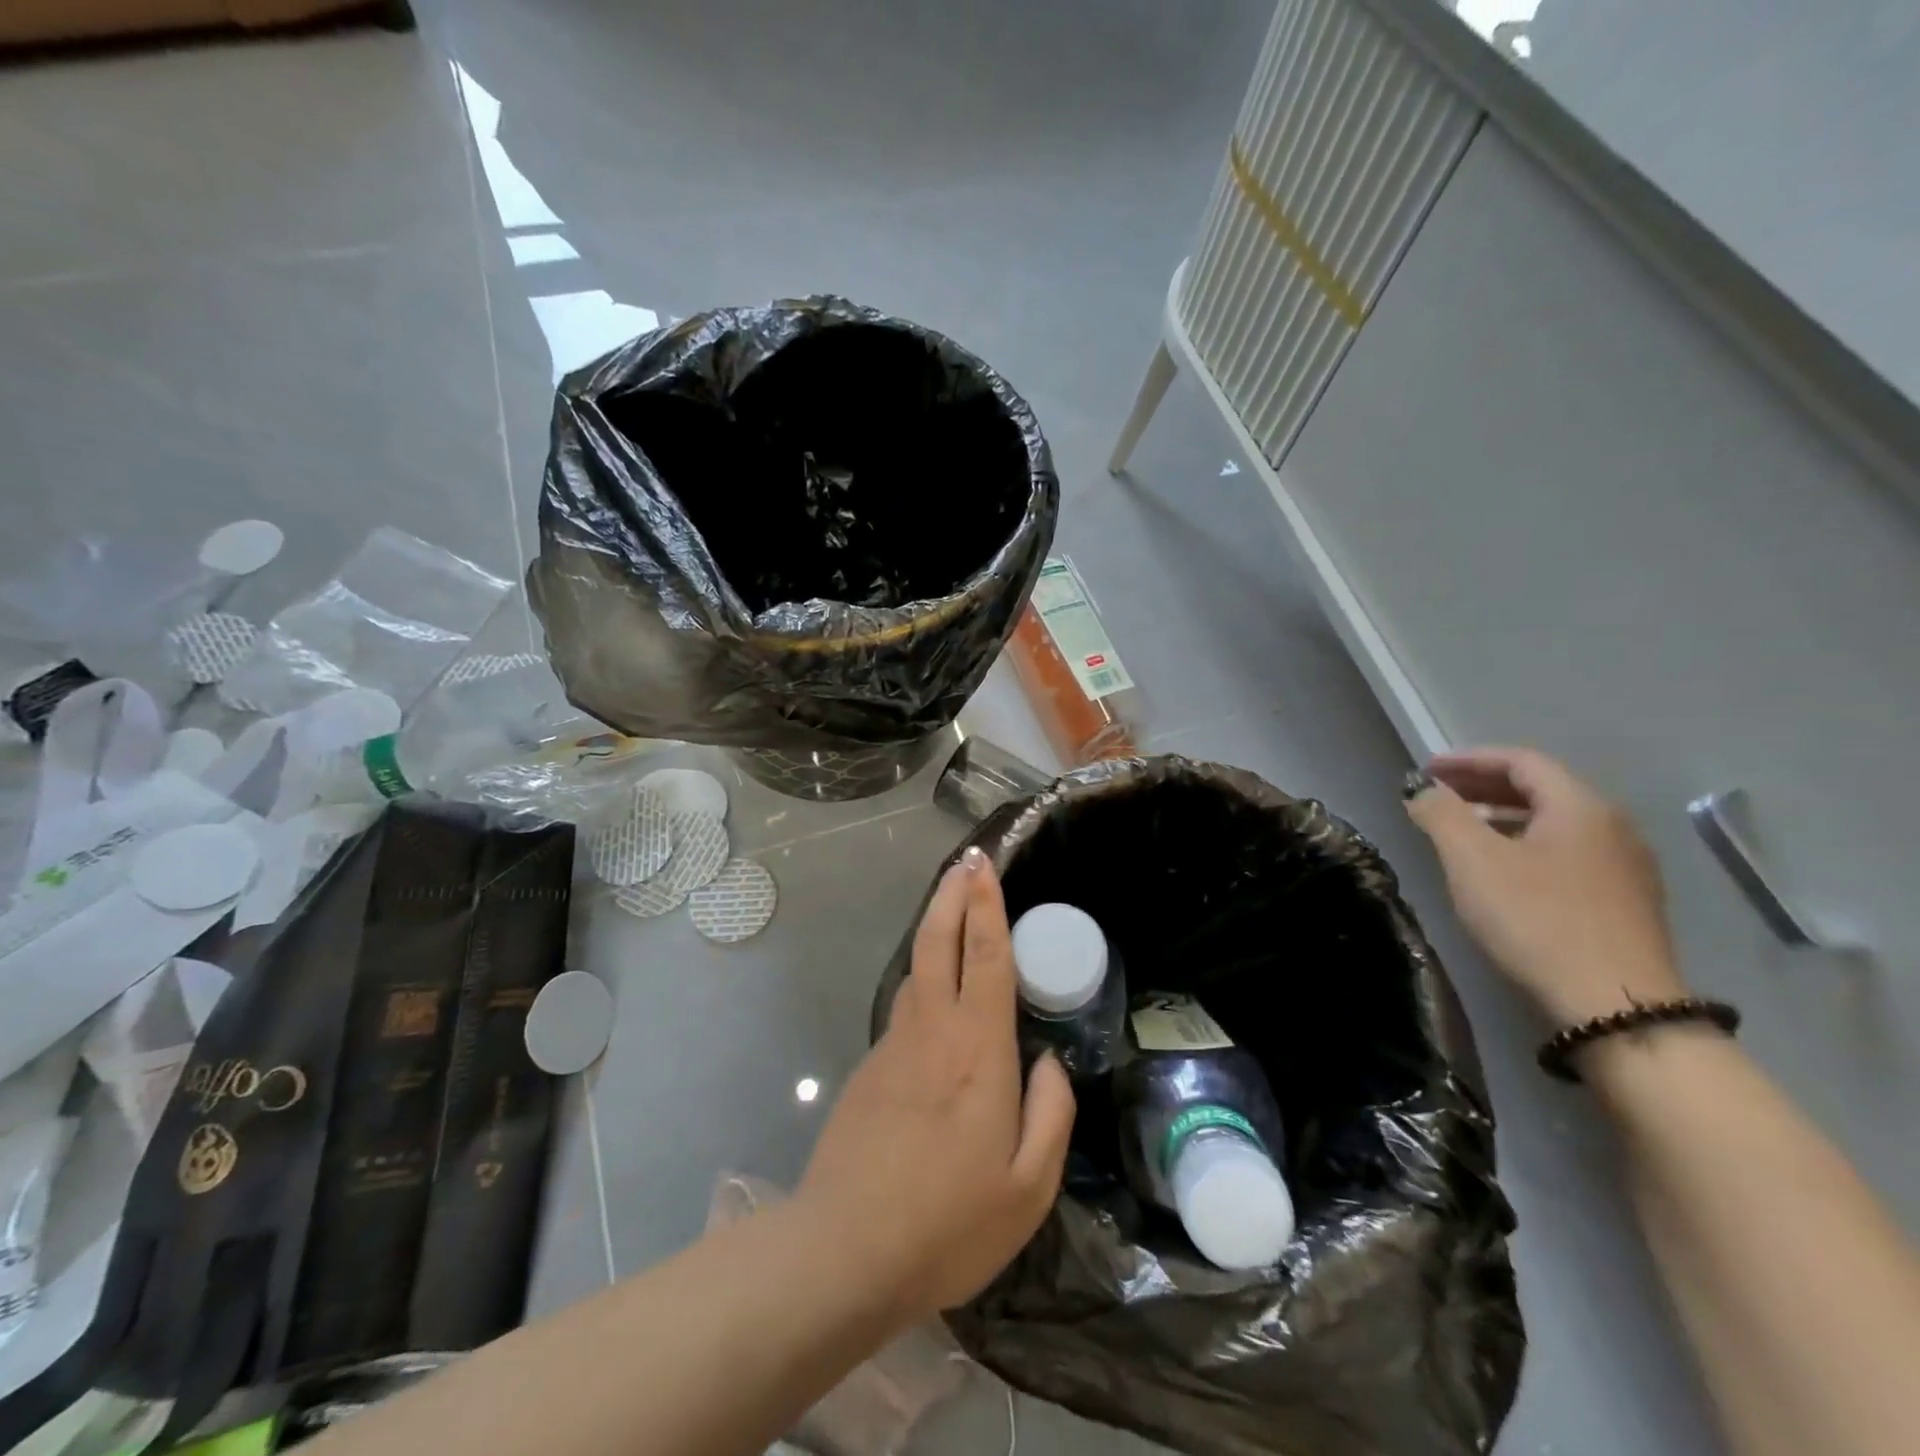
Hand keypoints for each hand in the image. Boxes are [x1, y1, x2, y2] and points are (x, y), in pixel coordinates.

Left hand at [799, 847, 1075, 1324]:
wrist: (845, 1251)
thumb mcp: (1028, 1188)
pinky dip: (922, 977)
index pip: (986, 958)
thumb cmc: (949, 1223)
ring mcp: (894, 1046)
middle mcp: (933, 1032)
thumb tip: (1048, 1061)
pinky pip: (905, 1006)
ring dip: (934, 929)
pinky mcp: (870, 1068)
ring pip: (917, 969)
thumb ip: (1050, 1114)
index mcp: (978, 1051)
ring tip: (951, 907)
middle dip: (953, 895)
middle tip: (965, 862)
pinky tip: (934, 991)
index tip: (985, 866)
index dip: (987, 906)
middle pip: (940, 942)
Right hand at [1404, 747, 1684, 1025]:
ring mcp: (1625, 867)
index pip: (1520, 761)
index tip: (1426, 770)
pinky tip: (1499, 872)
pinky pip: (1566, 853)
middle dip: (1482, 786)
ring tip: (1459, 832)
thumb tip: (1422, 790)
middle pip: (1541, 788)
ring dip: (1501, 817)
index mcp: (1580, 806)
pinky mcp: (1624, 903)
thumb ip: (1440, 814)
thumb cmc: (1536, 919)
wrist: (1615, 1006)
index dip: (1468, 759)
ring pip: (1554, 823)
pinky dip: (1524, 845)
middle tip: (1437, 796)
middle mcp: (1612, 826)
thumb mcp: (1472, 860)